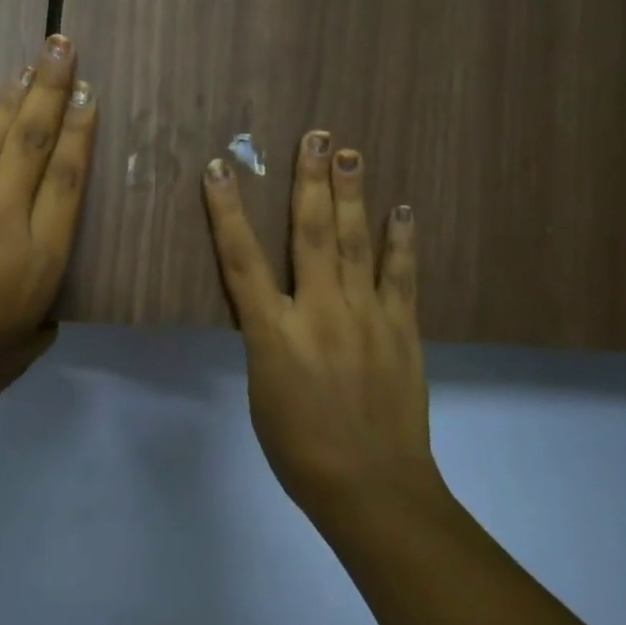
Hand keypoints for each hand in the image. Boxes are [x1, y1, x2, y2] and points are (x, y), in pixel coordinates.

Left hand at [0, 34, 96, 444]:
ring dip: (12, 98)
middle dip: (51, 91)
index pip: (66, 181)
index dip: (80, 132)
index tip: (89, 95)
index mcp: (36, 261)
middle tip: (62, 47)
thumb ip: (41, 320)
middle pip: (31, 143)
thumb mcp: (20, 355)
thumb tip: (41, 299)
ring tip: (29, 64)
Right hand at [202, 131, 440, 520]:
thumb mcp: (263, 391)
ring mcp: (365, 316)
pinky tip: (404, 209)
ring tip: (350, 153)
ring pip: (357, 242)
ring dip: (352, 194)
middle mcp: (318, 312)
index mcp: (272, 333)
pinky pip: (402, 276)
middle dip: (309, 181)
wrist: (371, 488)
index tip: (221, 167)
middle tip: (315, 136)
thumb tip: (277, 310)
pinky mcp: (401, 329)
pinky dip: (402, 241)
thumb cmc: (300, 450)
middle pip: (311, 233)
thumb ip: (269, 340)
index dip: (227, 210)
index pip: (241, 260)